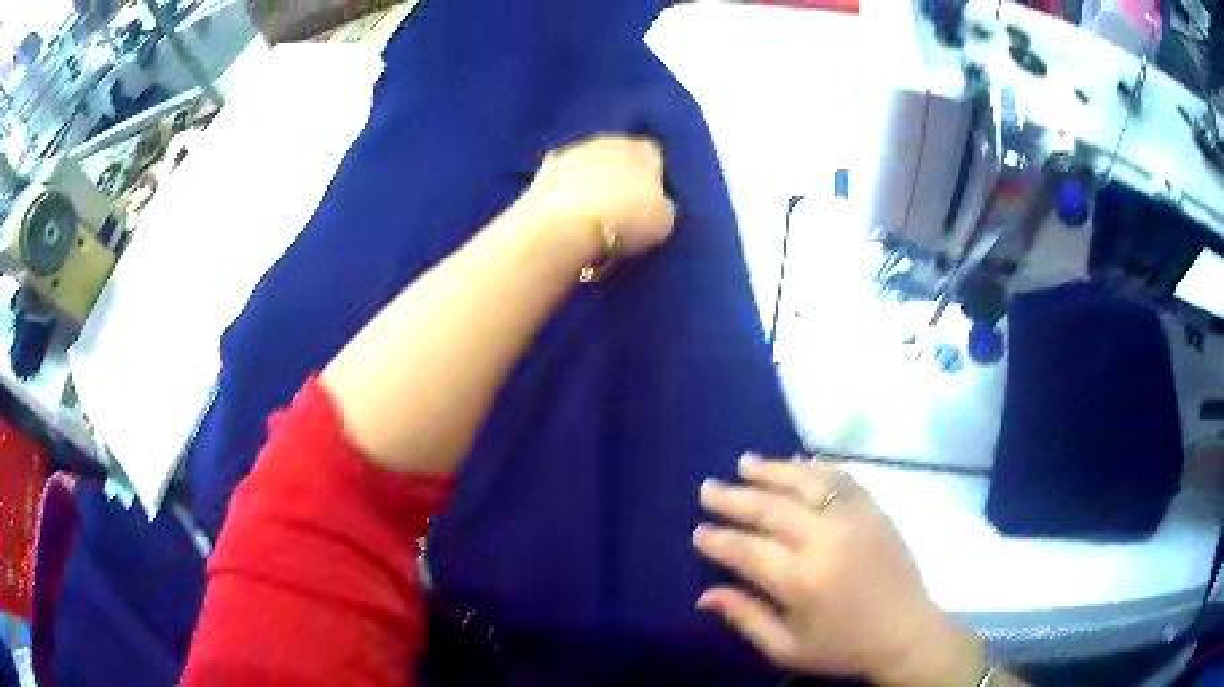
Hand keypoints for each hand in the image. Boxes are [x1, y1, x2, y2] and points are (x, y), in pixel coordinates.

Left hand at [528, 135, 675, 255]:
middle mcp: (610, 140)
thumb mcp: (663, 222)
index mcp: (643, 149)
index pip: (654, 157)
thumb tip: (657, 205)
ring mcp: (575, 150)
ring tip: (591, 213)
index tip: (647, 204)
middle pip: (619, 156)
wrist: (566, 225)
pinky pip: (564, 177)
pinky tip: (567, 211)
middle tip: (619, 208)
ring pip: (589, 163)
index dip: (652, 180)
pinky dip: (566, 189)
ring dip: (591, 180)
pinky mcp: (546, 167)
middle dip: (619, 176)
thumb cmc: (625, 221)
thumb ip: (663, 207)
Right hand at [693, 455, 986, 686]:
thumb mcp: (787, 649)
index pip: (747, 550)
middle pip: (771, 508)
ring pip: (806, 482)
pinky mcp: (875, 510)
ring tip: (745, 462)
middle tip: (708, 487)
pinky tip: (797, 462)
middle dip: (735, 497)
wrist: (906, 633)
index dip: (719, 539)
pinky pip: (841, 479)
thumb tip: (705, 595)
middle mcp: (826, 540)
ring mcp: (854, 519)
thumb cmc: (843, 648)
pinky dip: (816, 467)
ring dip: (773, 470)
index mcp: (801, 580)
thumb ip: (746, 618)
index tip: (699, 531)